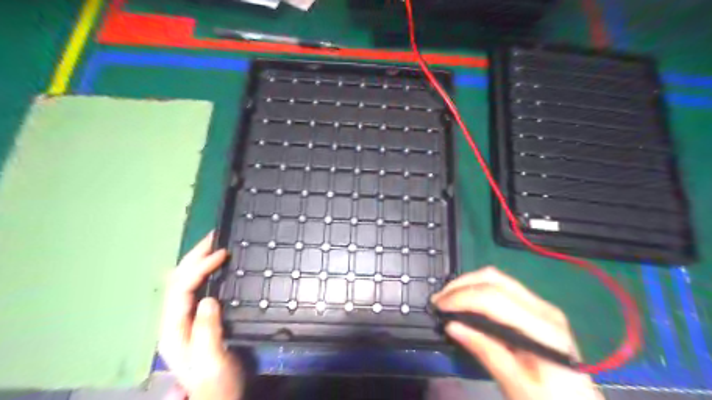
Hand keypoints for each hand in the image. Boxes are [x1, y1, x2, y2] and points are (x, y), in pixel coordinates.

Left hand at [156, 231, 243, 399]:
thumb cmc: (216, 383)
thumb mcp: (213, 361)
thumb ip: (207, 331)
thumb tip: (208, 299)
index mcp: (174, 329)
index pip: (181, 289)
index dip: (199, 267)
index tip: (222, 253)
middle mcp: (174, 321)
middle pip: (178, 281)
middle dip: (194, 256)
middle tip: (214, 236)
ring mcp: (184, 320)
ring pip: (185, 282)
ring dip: (198, 261)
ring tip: (214, 244)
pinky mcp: (196, 320)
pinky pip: (196, 289)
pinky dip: (204, 272)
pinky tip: (215, 266)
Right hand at [432, 266, 601, 398]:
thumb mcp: (515, 385)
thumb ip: (485, 351)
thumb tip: (451, 326)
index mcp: (543, 330)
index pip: (495, 299)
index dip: (462, 298)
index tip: (438, 307)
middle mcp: (544, 309)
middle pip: (495, 280)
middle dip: (461, 285)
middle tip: (438, 300)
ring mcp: (541, 305)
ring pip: (497, 278)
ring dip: (468, 283)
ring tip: (447, 298)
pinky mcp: (536, 308)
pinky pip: (502, 287)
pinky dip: (478, 288)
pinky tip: (466, 301)